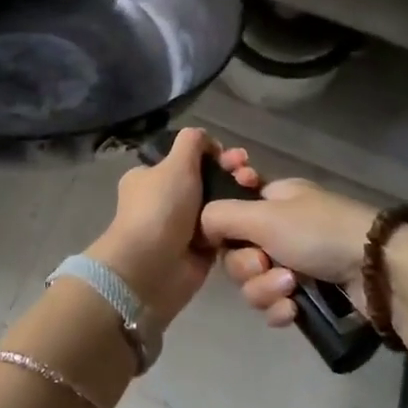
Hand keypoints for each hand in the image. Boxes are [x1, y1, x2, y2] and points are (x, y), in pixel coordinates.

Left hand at [84, 128, 259, 324]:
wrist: (152, 268)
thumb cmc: (160, 209)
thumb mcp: (174, 164)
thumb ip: (191, 143)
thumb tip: (206, 139)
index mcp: (151, 176)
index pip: (187, 158)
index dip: (213, 153)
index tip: (234, 156)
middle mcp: (166, 199)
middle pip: (206, 179)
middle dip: (230, 173)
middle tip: (250, 174)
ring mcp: (183, 226)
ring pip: (218, 205)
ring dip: (237, 198)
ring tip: (256, 192)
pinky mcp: (200, 250)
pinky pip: (224, 231)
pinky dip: (238, 225)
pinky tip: (255, 217)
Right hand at [201, 177, 377, 327]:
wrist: (376, 270)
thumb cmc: (316, 231)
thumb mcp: (263, 215)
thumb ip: (221, 216)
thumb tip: (201, 224)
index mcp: (273, 199)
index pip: (230, 212)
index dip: (224, 229)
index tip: (225, 238)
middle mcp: (282, 228)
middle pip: (237, 253)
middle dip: (247, 267)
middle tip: (266, 265)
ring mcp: (297, 261)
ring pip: (255, 283)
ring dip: (265, 289)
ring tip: (290, 289)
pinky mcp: (310, 293)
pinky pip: (276, 304)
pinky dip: (281, 309)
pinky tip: (294, 311)